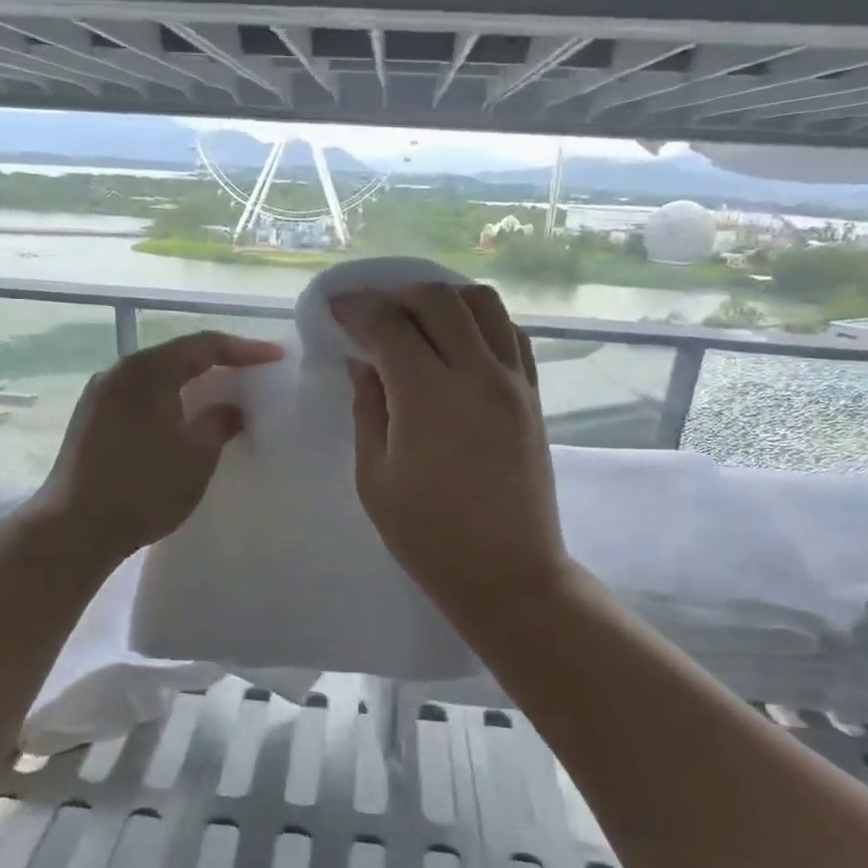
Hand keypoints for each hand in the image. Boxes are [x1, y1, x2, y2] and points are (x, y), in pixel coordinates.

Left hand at [35, 331, 284, 559]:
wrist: (75, 529)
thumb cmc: (143, 488)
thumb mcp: (196, 456)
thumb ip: (219, 423)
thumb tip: (231, 410)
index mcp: (147, 371)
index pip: (204, 346)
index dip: (244, 350)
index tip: (275, 358)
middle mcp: (119, 372)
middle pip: (177, 355)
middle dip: (217, 363)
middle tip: (251, 373)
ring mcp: (99, 395)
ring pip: (156, 376)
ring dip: (190, 383)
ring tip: (221, 395)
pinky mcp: (91, 419)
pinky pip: (139, 395)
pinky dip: (168, 399)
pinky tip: (183, 419)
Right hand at [332, 283, 567, 631]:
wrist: (508, 573)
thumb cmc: (429, 537)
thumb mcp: (375, 478)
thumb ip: (367, 410)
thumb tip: (362, 363)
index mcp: (428, 397)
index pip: (388, 325)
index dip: (355, 309)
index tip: (334, 309)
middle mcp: (476, 374)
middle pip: (437, 299)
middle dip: (395, 294)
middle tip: (370, 313)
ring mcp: (513, 381)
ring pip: (482, 303)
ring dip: (442, 298)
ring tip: (416, 318)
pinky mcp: (533, 395)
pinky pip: (511, 332)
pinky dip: (480, 320)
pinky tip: (458, 339)